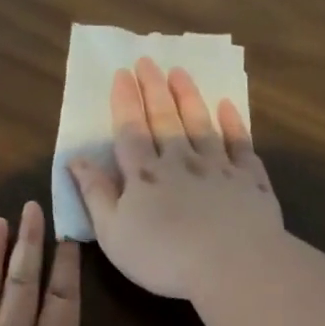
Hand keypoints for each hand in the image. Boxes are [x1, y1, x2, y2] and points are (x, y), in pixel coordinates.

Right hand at [67, 58, 286, 300]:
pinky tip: (228, 107)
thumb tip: (75, 160)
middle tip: (148, 61)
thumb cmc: (163, 257)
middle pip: (165, 119)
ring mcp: (218, 167)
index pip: (130, 130)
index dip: (125, 102)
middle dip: (154, 89)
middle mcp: (180, 161)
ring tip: (180, 73)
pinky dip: (233, 123)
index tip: (122, 74)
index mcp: (144, 175)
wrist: (232, 264)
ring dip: (189, 97)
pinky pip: (240, 143)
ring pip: (201, 124)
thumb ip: (95, 194)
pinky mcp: (250, 180)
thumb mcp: (113, 234)